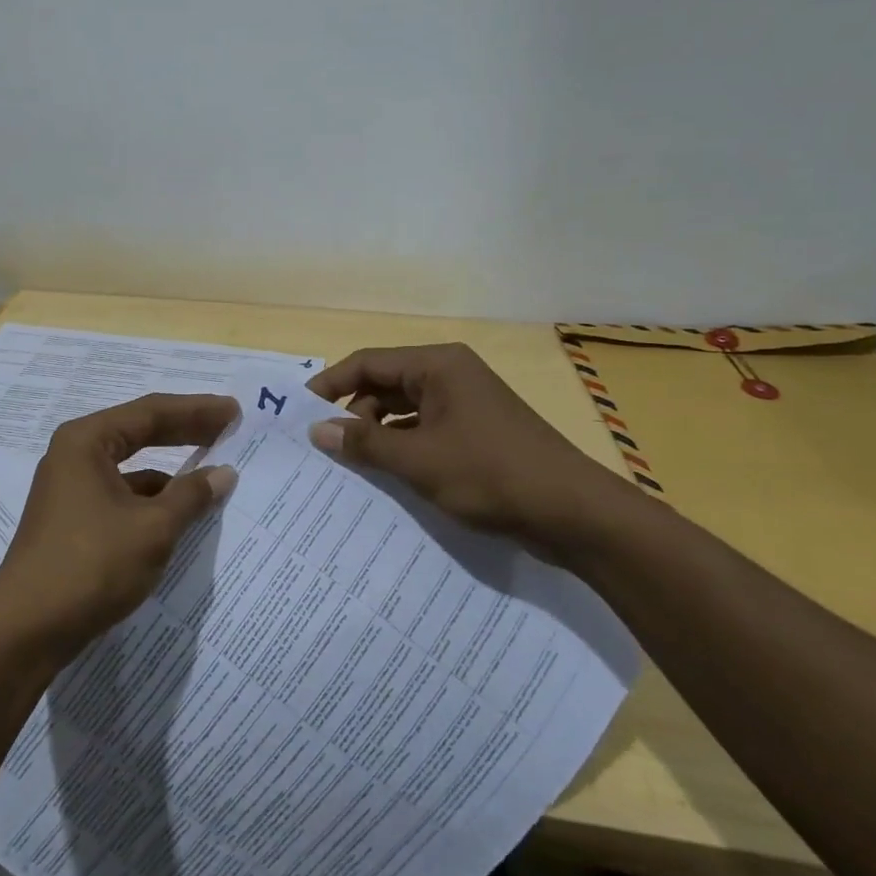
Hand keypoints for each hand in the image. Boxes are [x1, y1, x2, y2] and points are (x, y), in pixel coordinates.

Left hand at [0, 394, 239, 661]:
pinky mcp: (73, 520)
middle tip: (228, 428)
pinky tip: (180, 516)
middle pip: (139, 432)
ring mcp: (71, 489)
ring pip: (132, 468)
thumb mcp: (152, 528)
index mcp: (87, 441)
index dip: (196, 410)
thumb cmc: (91, 565)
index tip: (234, 411)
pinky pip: (122, 496)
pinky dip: (153, 500)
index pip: (151, 412)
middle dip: (186, 431)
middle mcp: (75, 455)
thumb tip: (224, 473)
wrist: (25, 631)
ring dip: (171, 472)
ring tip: (212, 478)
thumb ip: (191, 495)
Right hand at [307, 343, 643, 560]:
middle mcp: (451, 375)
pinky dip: (404, 447)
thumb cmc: (491, 474)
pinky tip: (388, 476)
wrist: (574, 514)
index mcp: (438, 366)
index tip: (300, 411)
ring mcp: (467, 404)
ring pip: (405, 410)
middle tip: (327, 447)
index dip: (331, 384)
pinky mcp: (477, 433)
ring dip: (378, 434)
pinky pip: (425, 431)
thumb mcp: (419, 460)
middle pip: (386, 384)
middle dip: (355, 413)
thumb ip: (365, 443)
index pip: (369, 362)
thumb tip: (317, 430)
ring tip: (352, 465)